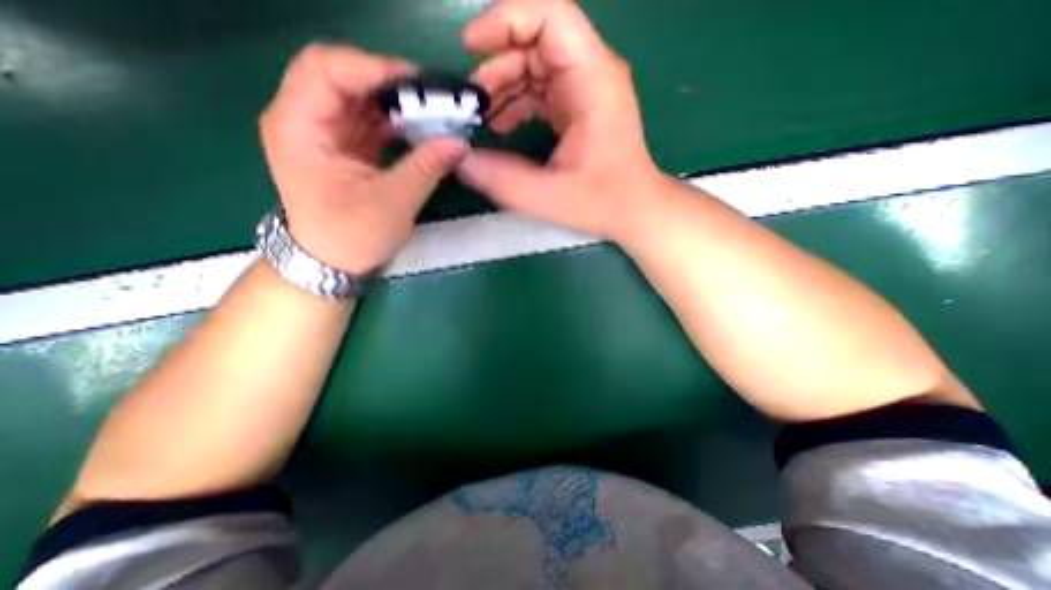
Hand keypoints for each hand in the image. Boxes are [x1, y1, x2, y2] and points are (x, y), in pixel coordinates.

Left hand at [258, 43, 462, 273]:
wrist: (333, 262)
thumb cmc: (352, 237)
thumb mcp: (392, 203)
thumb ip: (425, 168)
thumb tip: (459, 142)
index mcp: (299, 128)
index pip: (326, 69)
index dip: (372, 68)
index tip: (419, 85)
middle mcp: (306, 120)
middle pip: (345, 78)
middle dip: (391, 85)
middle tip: (433, 99)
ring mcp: (327, 133)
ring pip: (362, 99)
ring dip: (399, 104)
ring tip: (434, 113)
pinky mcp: (345, 146)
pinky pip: (372, 121)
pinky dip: (398, 123)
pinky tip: (421, 130)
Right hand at [460, 1, 663, 242]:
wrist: (633, 210)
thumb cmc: (602, 203)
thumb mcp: (549, 196)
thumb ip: (502, 179)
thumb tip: (460, 160)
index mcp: (593, 82)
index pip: (551, 17)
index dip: (505, 20)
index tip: (470, 48)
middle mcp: (591, 74)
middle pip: (536, 41)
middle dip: (497, 65)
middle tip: (472, 103)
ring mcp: (584, 90)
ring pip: (535, 65)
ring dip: (503, 85)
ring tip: (481, 118)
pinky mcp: (578, 107)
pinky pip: (540, 90)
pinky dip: (516, 102)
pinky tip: (501, 126)